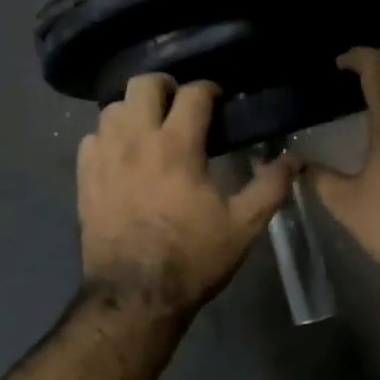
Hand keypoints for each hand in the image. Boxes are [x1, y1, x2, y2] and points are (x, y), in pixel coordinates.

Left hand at [78, 75, 295, 316]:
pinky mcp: (84, 178)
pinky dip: (108, 137)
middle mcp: (136, 140)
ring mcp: (105, 157)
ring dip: (134, 110)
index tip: (219, 100)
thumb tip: (294, 160)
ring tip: (150, 129)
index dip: (209, 89)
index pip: (193, 93)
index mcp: (177, 146)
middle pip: (143, 84)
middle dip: (165, 86)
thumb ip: (270, 187)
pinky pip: (91, 138)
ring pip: (113, 107)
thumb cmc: (192, 258)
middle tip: (180, 106)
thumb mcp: (243, 226)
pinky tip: (121, 155)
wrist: (136, 296)